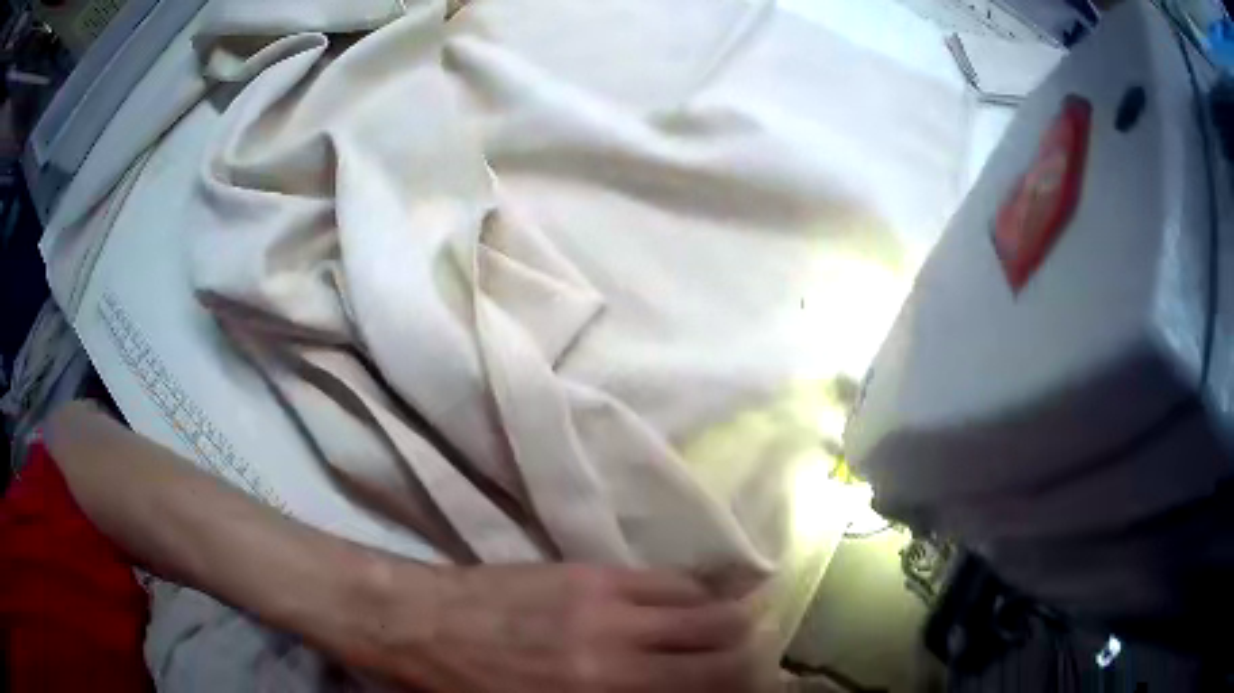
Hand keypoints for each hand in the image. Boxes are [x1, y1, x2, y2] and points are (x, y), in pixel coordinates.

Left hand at [363, 563, 772, 692]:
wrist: (415, 621)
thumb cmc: (470, 688)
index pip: (713, 690)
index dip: (750, 690)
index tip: (759, 692)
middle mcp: (621, 650)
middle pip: (729, 645)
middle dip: (752, 658)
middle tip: (750, 667)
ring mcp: (609, 603)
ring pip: (708, 606)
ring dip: (727, 623)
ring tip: (724, 635)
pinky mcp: (591, 571)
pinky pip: (669, 579)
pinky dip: (692, 595)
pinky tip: (684, 606)